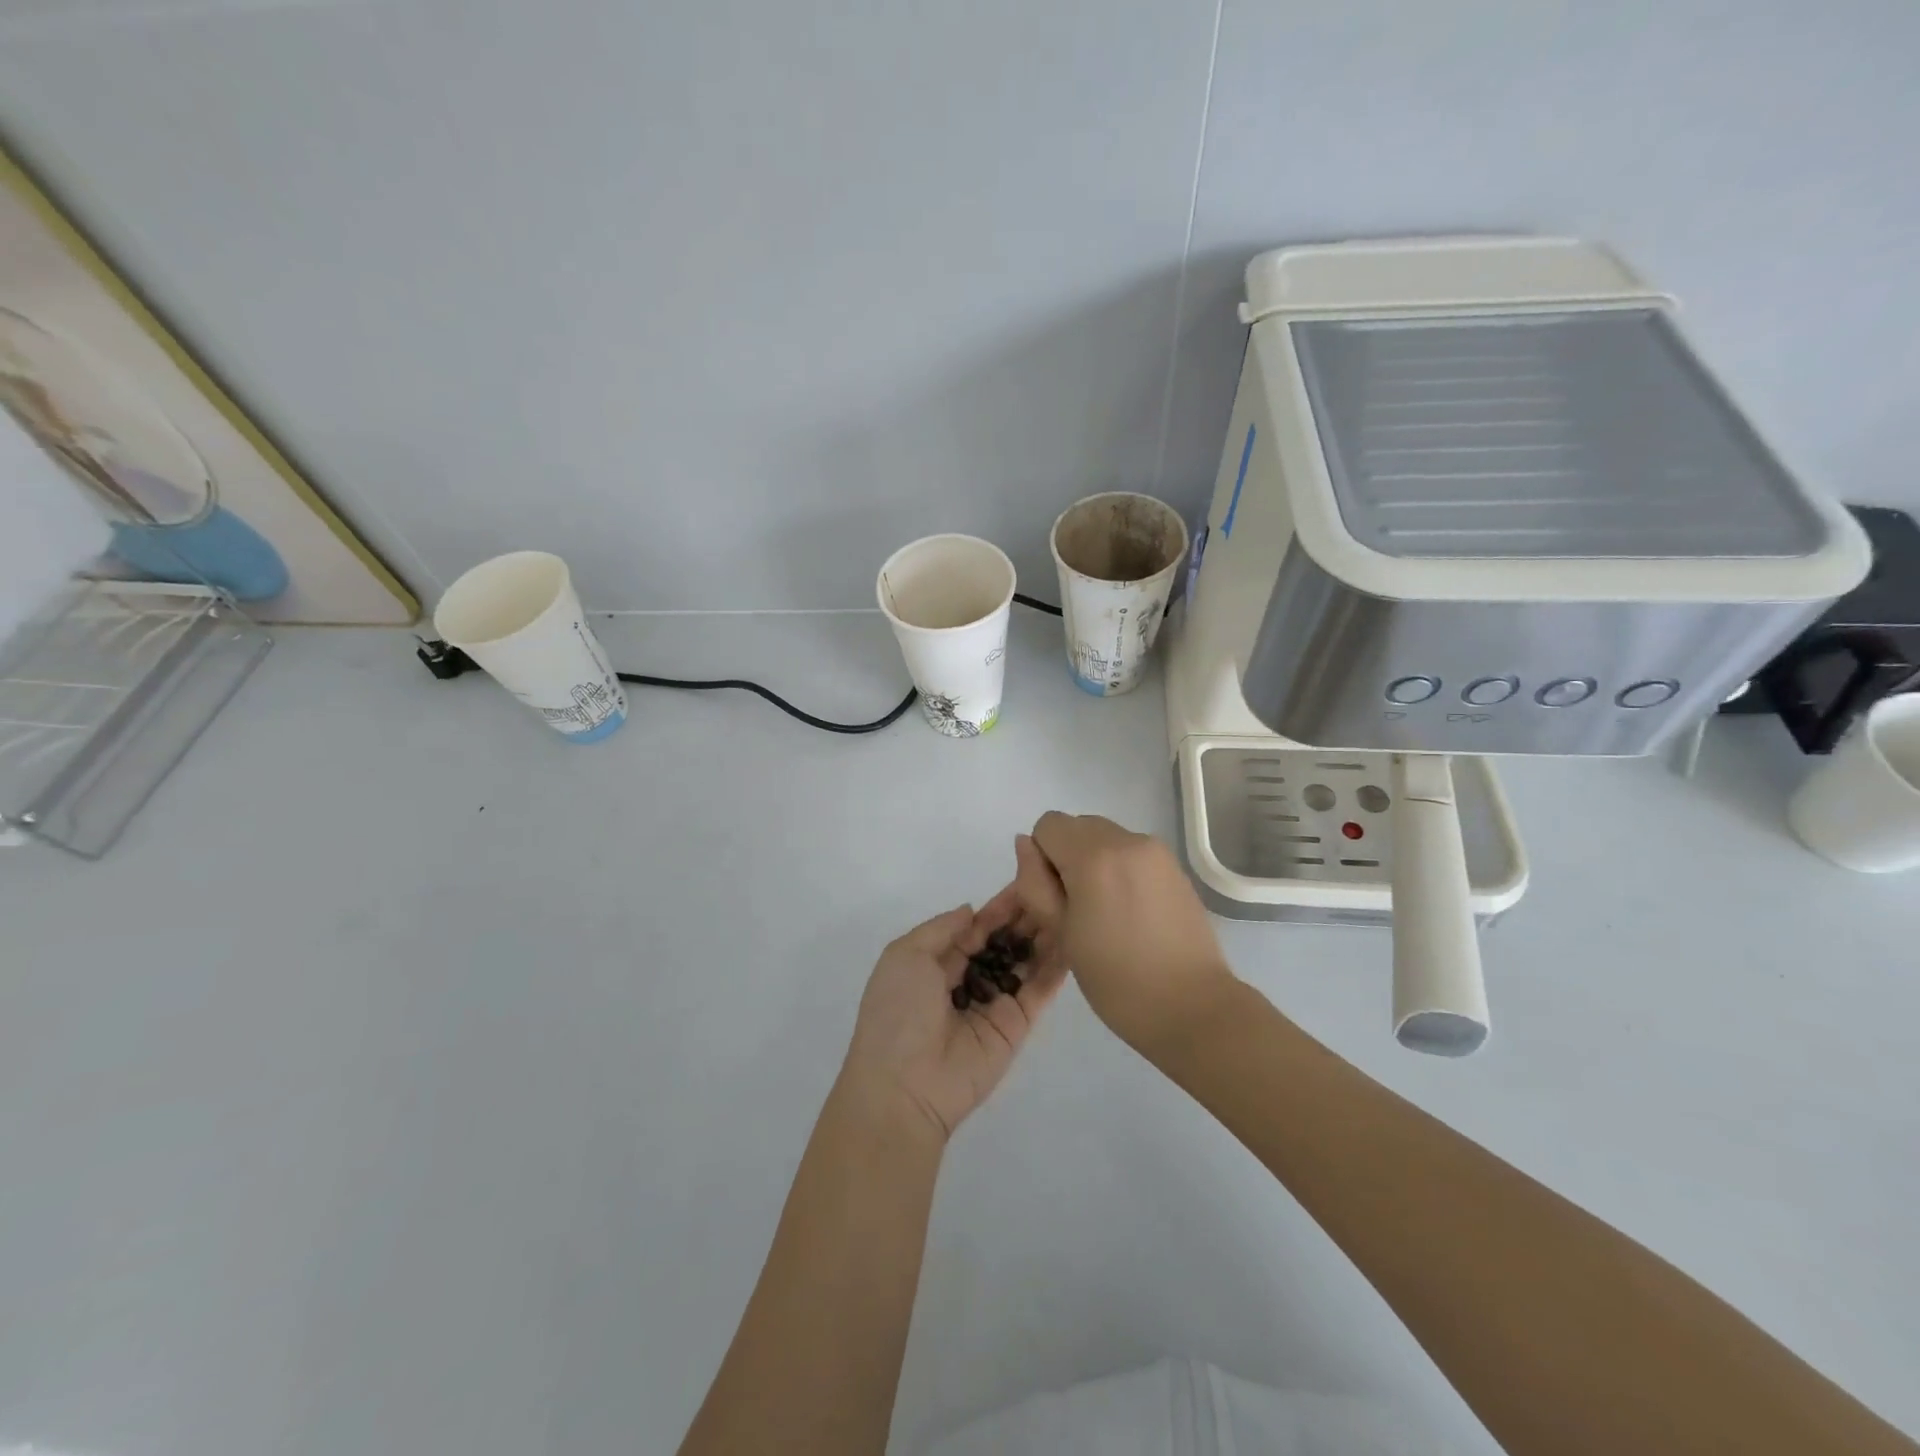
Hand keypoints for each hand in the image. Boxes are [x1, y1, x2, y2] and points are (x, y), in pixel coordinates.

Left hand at [842, 839, 1069, 1140]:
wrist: (904, 1085)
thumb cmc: (897, 1012)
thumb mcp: (905, 955)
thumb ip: (941, 929)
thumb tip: (972, 910)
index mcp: (937, 962)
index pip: (976, 927)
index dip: (1000, 905)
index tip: (1027, 877)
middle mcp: (969, 979)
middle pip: (1004, 941)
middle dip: (1026, 915)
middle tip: (1057, 885)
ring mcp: (995, 1002)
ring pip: (1025, 961)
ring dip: (1045, 934)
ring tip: (1071, 903)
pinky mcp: (1017, 1025)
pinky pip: (1039, 990)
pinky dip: (1056, 966)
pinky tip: (1075, 938)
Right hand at [1026, 812, 1235, 1052]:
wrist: (1192, 1006)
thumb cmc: (1117, 979)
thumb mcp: (1061, 933)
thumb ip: (1035, 883)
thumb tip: (1025, 844)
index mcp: (1093, 856)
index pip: (1048, 825)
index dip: (1042, 858)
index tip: (1055, 898)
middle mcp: (1126, 840)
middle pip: (1078, 825)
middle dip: (1068, 856)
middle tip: (1078, 907)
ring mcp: (1156, 851)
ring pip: (1106, 837)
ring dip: (1095, 861)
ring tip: (1108, 912)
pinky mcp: (1175, 867)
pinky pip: (1132, 852)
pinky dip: (1121, 869)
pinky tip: (1132, 912)